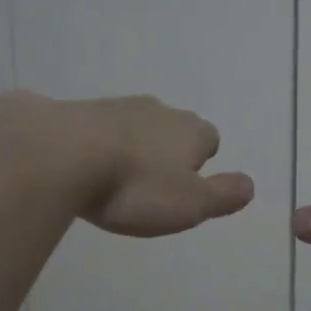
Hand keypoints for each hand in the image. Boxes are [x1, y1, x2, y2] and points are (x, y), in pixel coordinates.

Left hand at [56, 94, 254, 237]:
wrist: (60, 154)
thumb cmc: (135, 186)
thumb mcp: (191, 204)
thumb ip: (224, 195)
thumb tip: (250, 185)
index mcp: (191, 130)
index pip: (209, 141)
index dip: (200, 164)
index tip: (183, 188)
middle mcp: (158, 110)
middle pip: (172, 130)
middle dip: (165, 152)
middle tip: (149, 186)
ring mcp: (115, 106)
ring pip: (134, 126)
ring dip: (129, 147)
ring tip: (114, 180)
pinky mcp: (77, 111)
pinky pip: (96, 129)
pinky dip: (95, 144)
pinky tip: (82, 168)